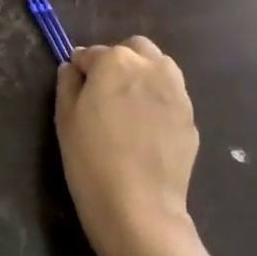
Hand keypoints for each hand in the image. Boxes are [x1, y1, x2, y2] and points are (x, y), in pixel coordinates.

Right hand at [55, 37, 200, 255]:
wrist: (138, 206)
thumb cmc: (90, 159)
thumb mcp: (65, 118)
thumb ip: (68, 83)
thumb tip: (73, 68)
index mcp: (116, 61)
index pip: (92, 54)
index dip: (82, 71)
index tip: (77, 91)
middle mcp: (151, 67)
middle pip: (134, 49)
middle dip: (118, 62)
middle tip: (105, 94)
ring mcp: (177, 91)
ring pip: (159, 67)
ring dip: (143, 76)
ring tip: (129, 109)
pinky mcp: (191, 116)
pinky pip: (171, 96)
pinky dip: (158, 102)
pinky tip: (146, 131)